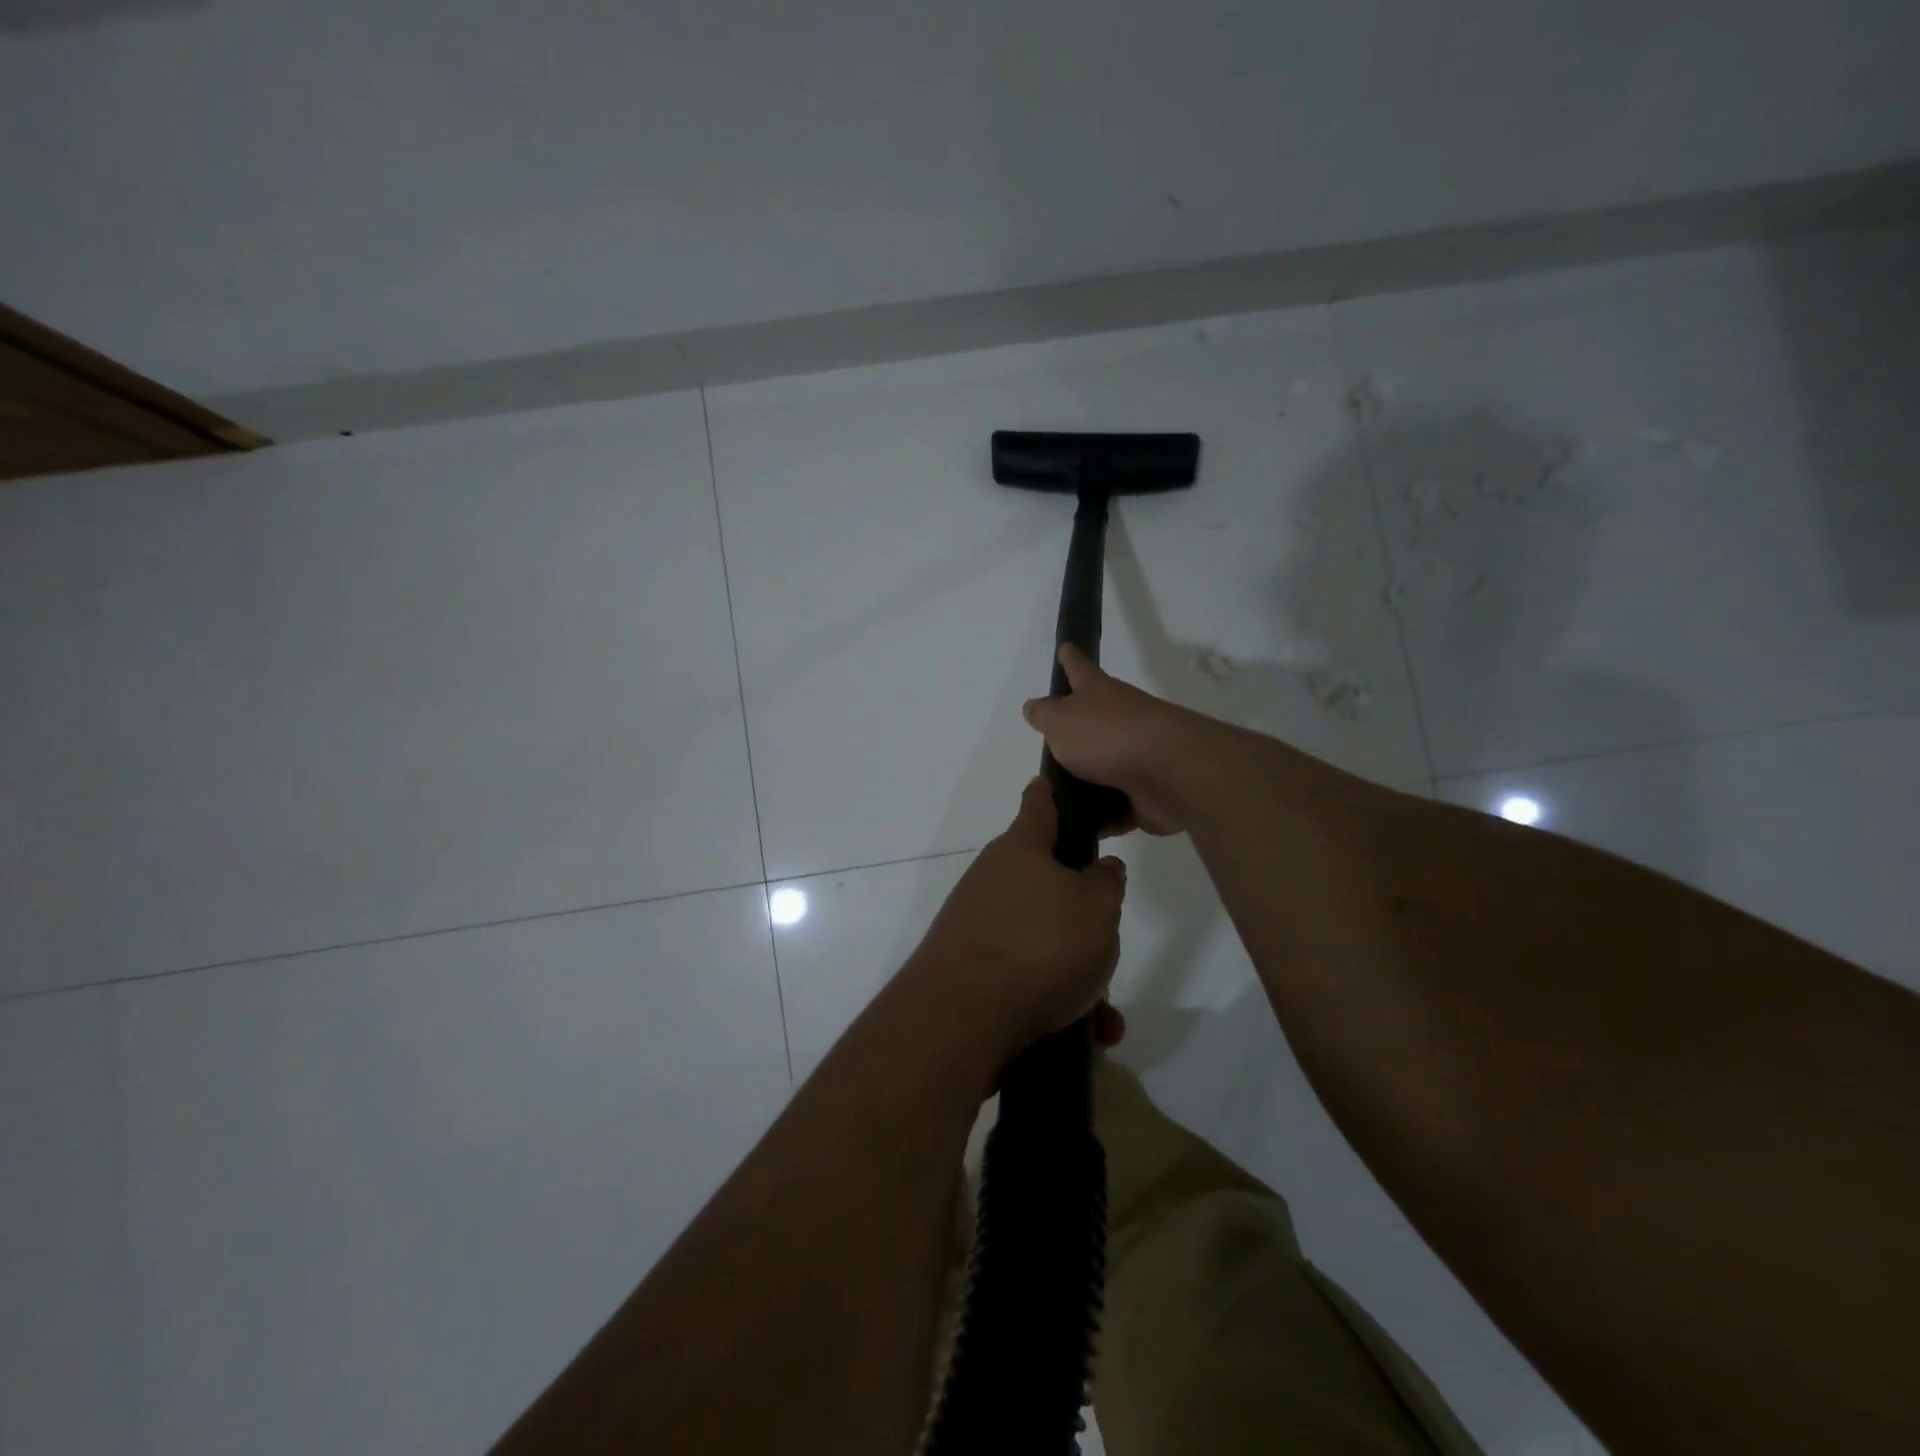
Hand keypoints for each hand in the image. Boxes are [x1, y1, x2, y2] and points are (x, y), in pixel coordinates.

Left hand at [907, 777, 1128, 1063]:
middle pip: (1045, 883)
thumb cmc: (1039, 945)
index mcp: (1021, 850)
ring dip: (1075, 971)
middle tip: (1107, 943)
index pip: (1039, 804)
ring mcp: (976, 924)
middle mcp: (992, 879)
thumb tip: (1101, 868)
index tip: (1058, 784)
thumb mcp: (1097, 908)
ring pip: (1041, 938)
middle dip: (1081, 914)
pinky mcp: (969, 968)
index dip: (1054, 793)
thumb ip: (1106, 882)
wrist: (961, 1017)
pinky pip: (1024, 975)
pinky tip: (1087, 1033)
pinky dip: (1055, 999)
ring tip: (1103, 1012)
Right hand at [1022, 645, 1221, 834]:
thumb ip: (1045, 715)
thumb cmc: (1108, 736)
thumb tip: (1034, 707)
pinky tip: (1077, 829)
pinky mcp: (1145, 794)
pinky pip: (1115, 807)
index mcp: (1098, 695)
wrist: (1169, 772)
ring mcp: (1136, 758)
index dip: (1070, 659)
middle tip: (1048, 748)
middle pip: (1093, 723)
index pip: (1079, 669)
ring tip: (1053, 801)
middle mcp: (1120, 720)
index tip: (1065, 647)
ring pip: (1103, 770)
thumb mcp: (1061, 721)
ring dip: (1084, 784)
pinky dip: (1100, 818)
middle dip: (1074, 733)